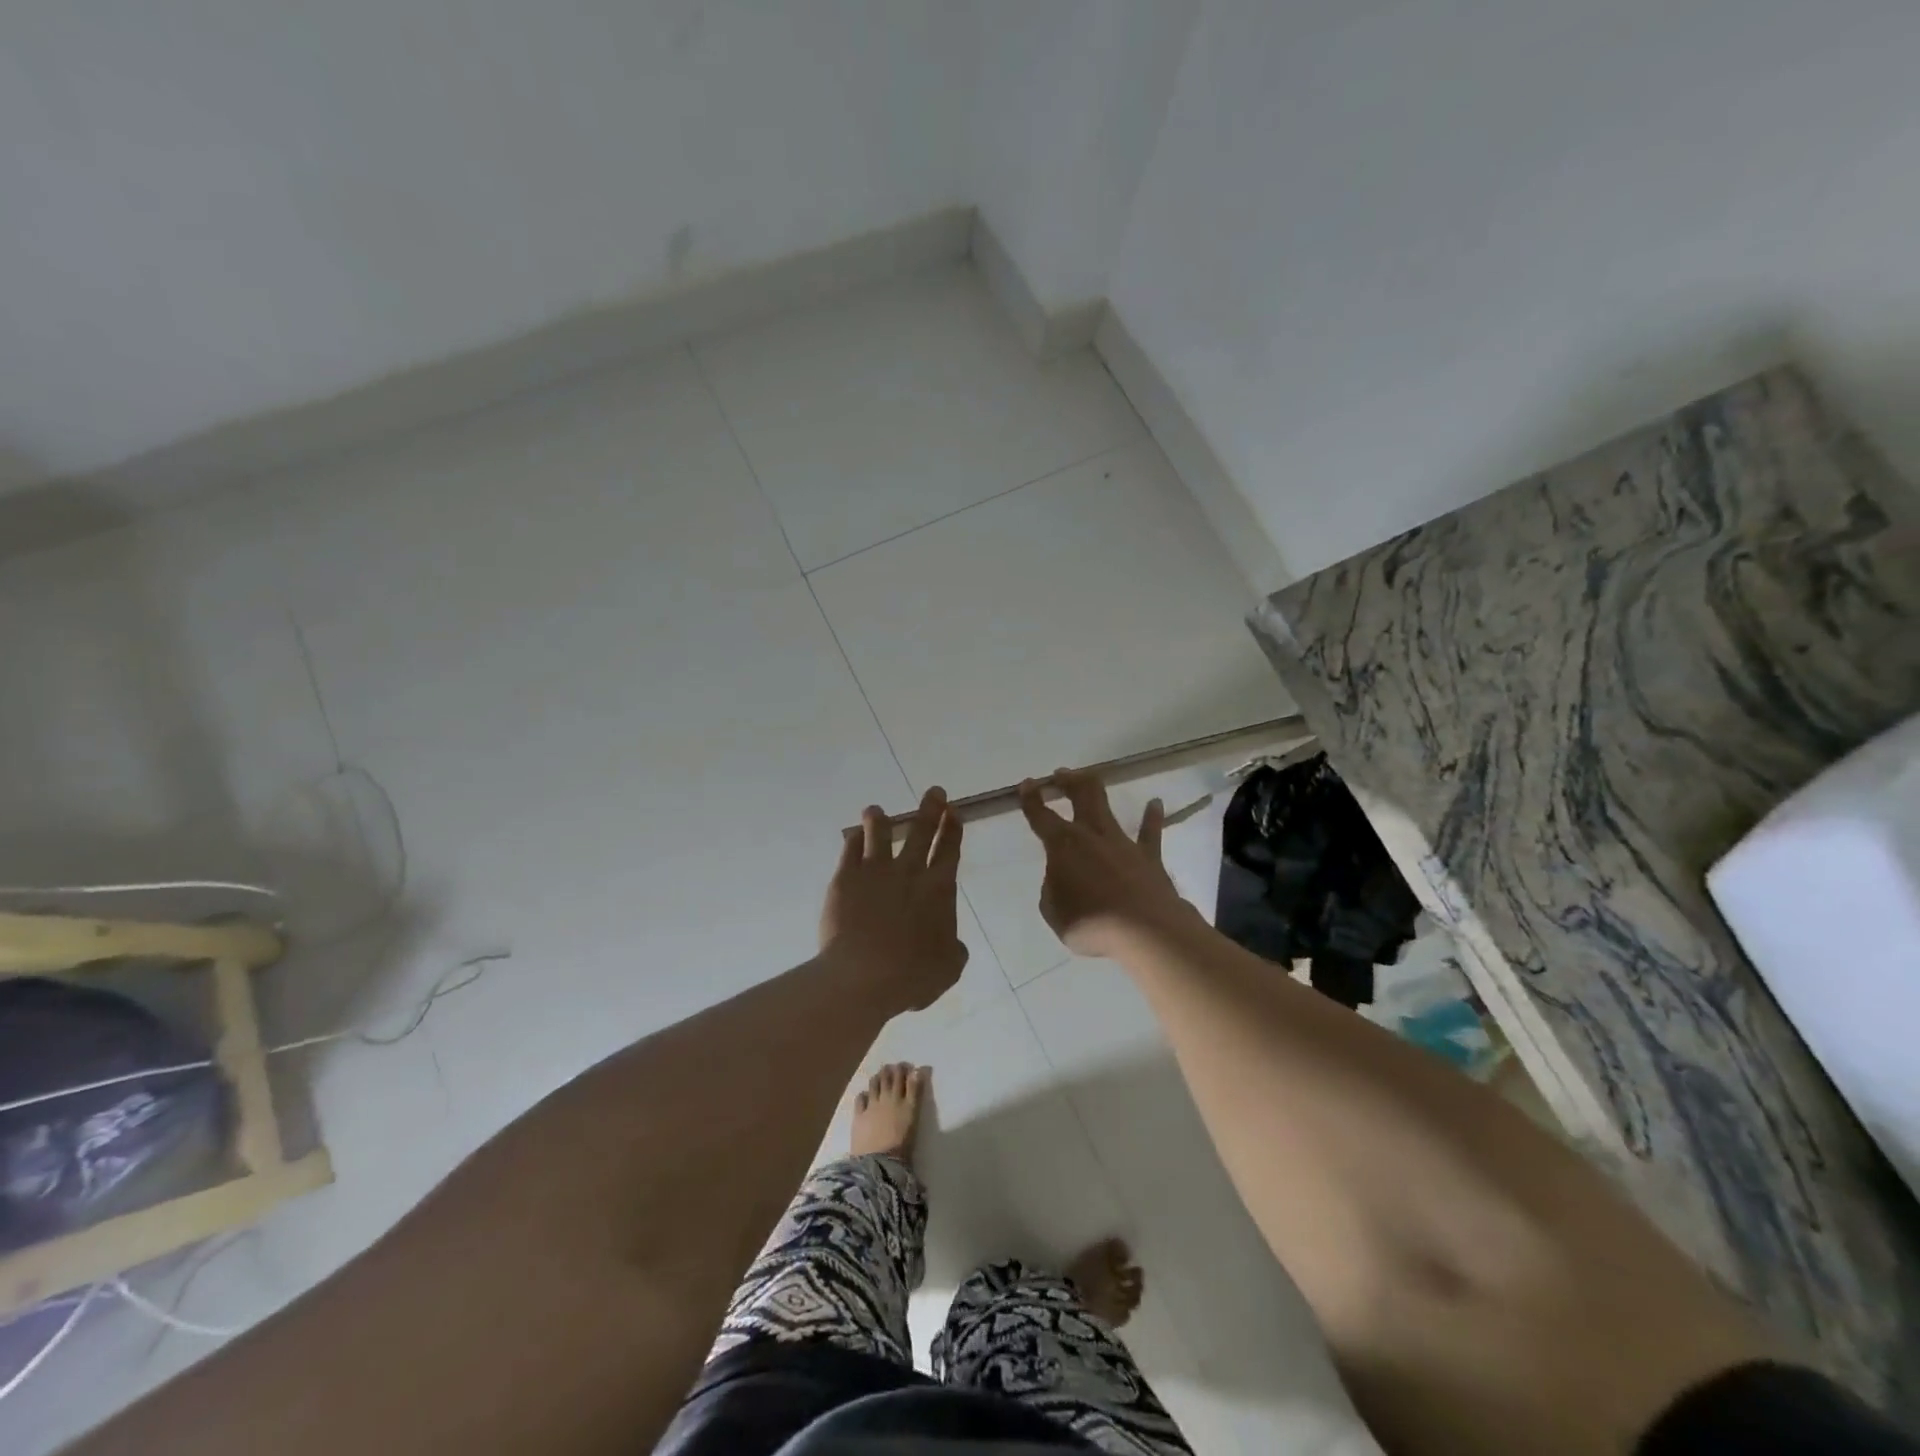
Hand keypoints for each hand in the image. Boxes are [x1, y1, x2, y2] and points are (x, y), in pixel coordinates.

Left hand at [820, 787, 967, 1012]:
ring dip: (880, 819)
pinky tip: (853, 836)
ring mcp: (874, 872)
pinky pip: (850, 850)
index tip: (954, 811)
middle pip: (920, 832)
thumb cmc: (913, 976)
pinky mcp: (845, 879)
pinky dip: (854, 840)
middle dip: (930, 810)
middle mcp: (909, 872)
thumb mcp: (948, 967)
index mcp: (938, 889)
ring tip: (876, 809)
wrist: (863, 976)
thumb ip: (954, 948)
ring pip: (879, 834)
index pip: (949, 850)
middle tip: (934, 792)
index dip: (953, 830)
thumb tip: (953, 942)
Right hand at [1019, 769, 1200, 958]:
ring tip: (1091, 778)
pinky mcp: (1149, 856)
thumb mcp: (1054, 911)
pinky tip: (1156, 803)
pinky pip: (1150, 832)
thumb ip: (1054, 889)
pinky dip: (1152, 817)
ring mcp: (1122, 842)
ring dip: (1096, 791)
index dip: (1031, 799)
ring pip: (1107, 806)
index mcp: (1063, 846)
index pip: (1041, 817)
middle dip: (1067, 781)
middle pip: (1080, 796)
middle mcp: (1092, 835)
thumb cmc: (1091, 923)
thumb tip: (1062, 879)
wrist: (1144, 930)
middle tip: (1059, 775)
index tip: (1026, 784)